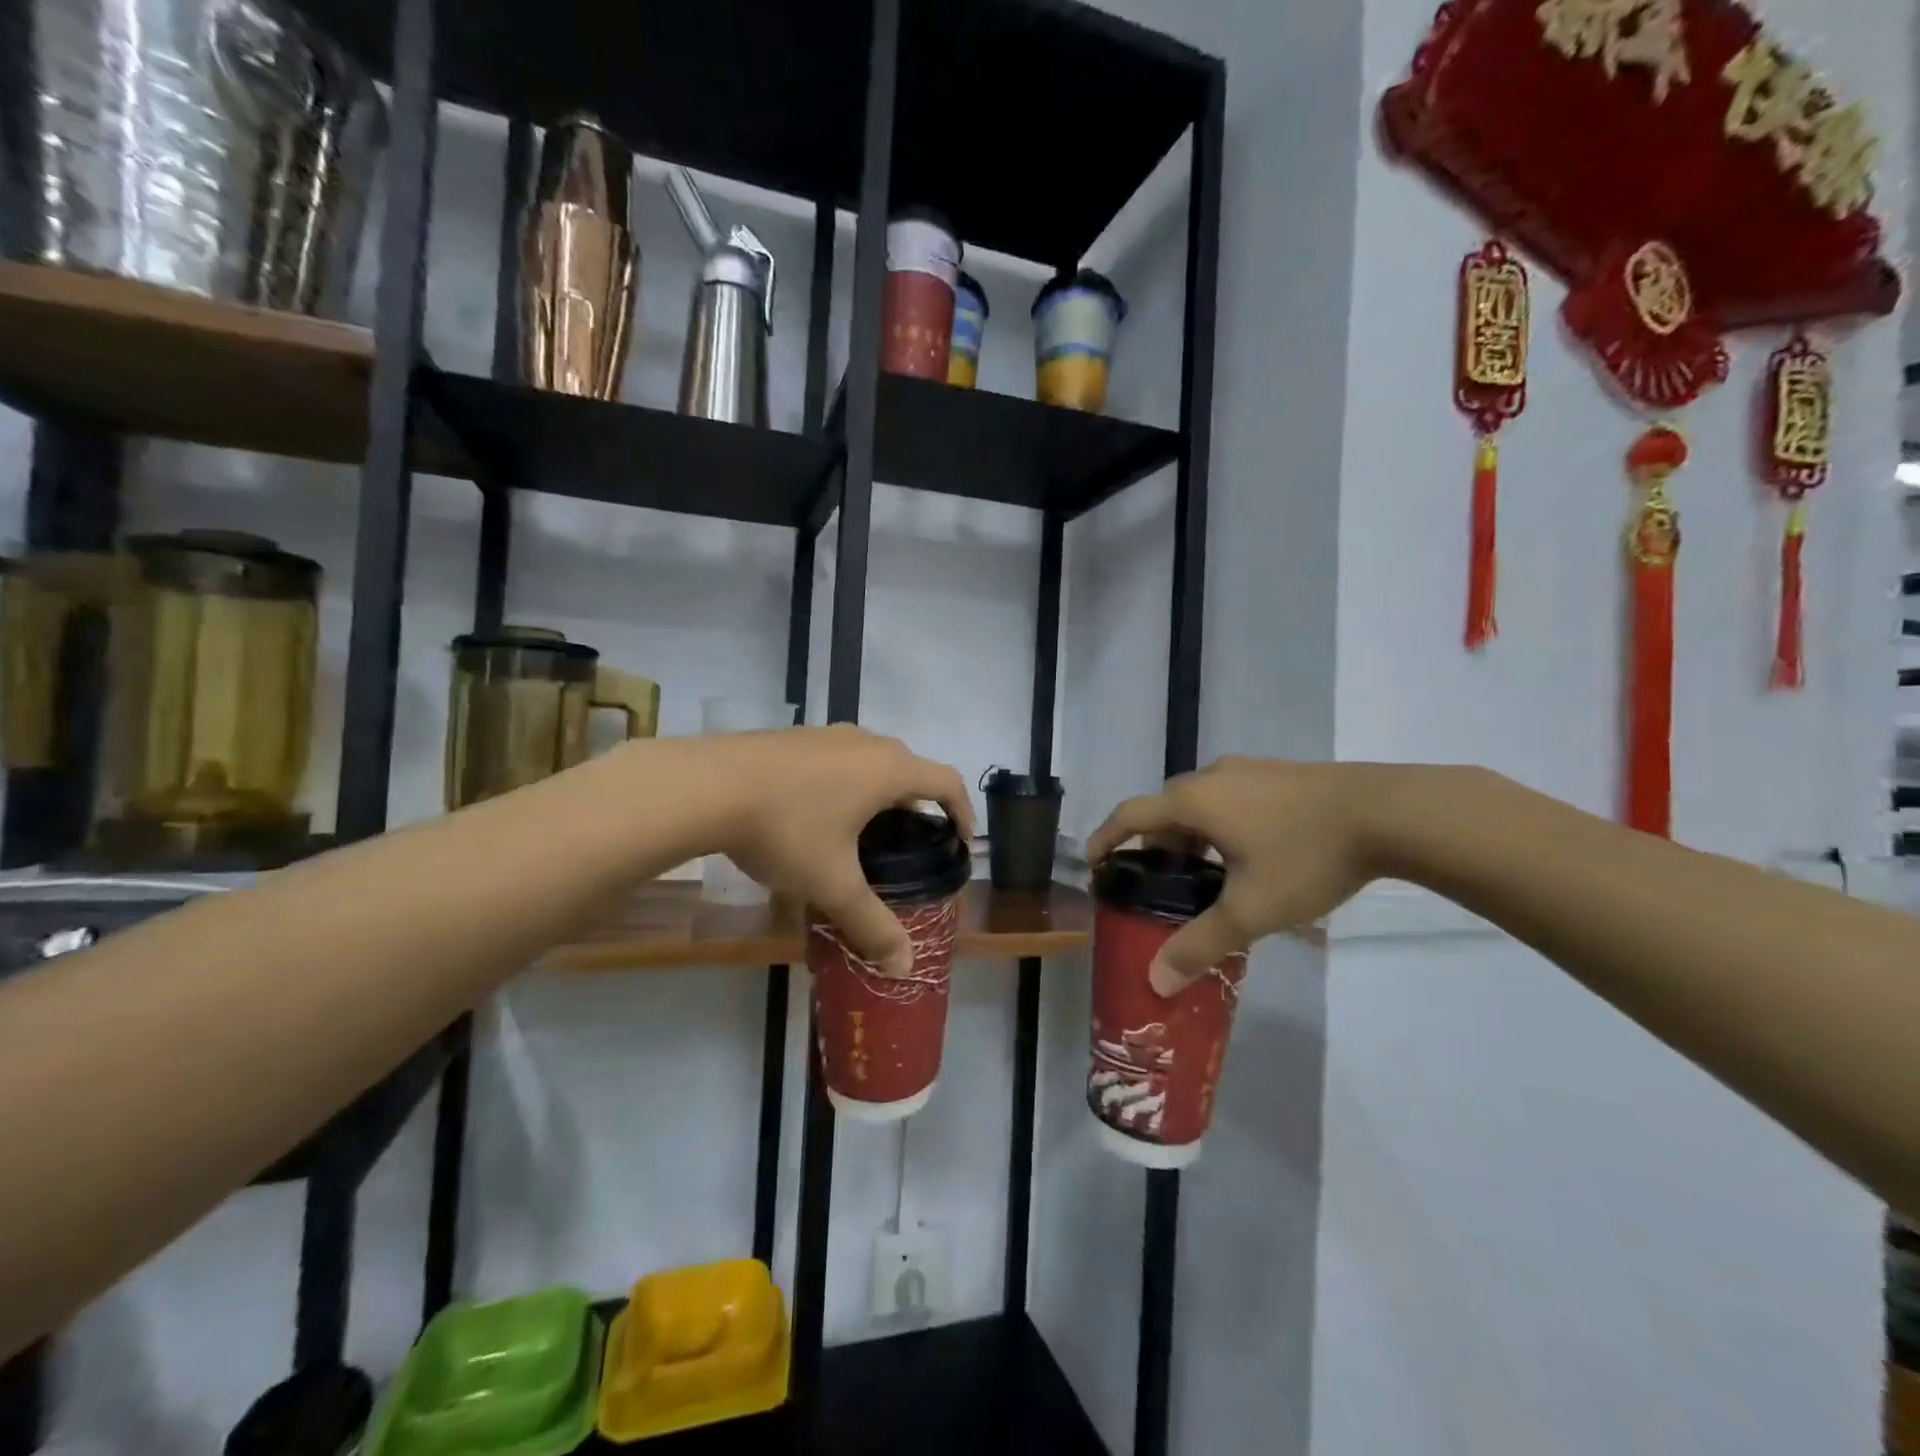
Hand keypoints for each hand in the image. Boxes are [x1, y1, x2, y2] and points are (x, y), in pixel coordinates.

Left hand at [697, 726, 972, 976]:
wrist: (705, 784)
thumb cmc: (786, 829)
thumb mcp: (832, 883)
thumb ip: (871, 925)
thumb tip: (904, 966)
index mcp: (888, 770)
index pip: (947, 782)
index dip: (963, 811)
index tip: (961, 841)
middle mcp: (864, 742)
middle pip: (909, 768)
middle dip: (918, 804)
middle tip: (911, 844)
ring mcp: (825, 735)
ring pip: (869, 761)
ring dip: (879, 792)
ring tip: (864, 831)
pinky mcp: (792, 738)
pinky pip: (836, 759)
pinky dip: (844, 784)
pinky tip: (815, 815)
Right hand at [1087, 758, 1395, 994]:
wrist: (1388, 811)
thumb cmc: (1306, 855)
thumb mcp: (1251, 909)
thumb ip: (1200, 944)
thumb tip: (1157, 981)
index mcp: (1193, 802)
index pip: (1130, 815)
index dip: (1105, 838)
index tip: (1094, 864)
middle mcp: (1212, 776)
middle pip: (1164, 807)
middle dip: (1152, 843)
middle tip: (1155, 881)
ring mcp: (1248, 770)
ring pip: (1200, 801)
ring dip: (1189, 833)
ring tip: (1203, 873)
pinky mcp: (1279, 773)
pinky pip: (1229, 796)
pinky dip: (1218, 823)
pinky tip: (1248, 852)